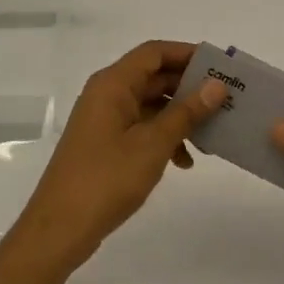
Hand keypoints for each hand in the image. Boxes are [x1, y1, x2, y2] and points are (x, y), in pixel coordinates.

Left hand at [11, 41, 225, 273]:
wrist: (59, 230)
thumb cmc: (107, 178)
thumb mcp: (154, 144)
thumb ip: (187, 112)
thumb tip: (217, 86)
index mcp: (113, 84)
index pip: (155, 52)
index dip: (187, 54)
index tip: (219, 67)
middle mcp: (107, 94)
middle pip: (154, 77)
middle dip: (189, 88)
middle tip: (224, 100)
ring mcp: (104, 120)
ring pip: (150, 104)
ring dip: (179, 116)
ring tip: (210, 135)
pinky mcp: (104, 144)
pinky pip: (141, 127)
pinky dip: (163, 137)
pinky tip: (183, 161)